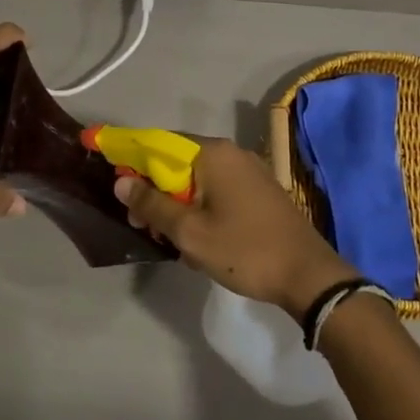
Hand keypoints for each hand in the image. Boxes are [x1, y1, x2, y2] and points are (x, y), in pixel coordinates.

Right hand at [115, 138, 354, 315]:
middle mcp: (231, 153)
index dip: (131, 156)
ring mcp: (249, 172)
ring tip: (167, 239)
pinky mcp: (259, 192)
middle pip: (177, 162)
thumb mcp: (189, 232)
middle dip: (154, 190)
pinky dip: (199, 209)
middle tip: (140, 224)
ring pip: (197, 180)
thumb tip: (121, 181)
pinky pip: (217, 191)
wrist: (308, 276)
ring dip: (176, 205)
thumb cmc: (244, 250)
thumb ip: (152, 204)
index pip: (158, 143)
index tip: (111, 175)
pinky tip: (195, 240)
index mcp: (213, 154)